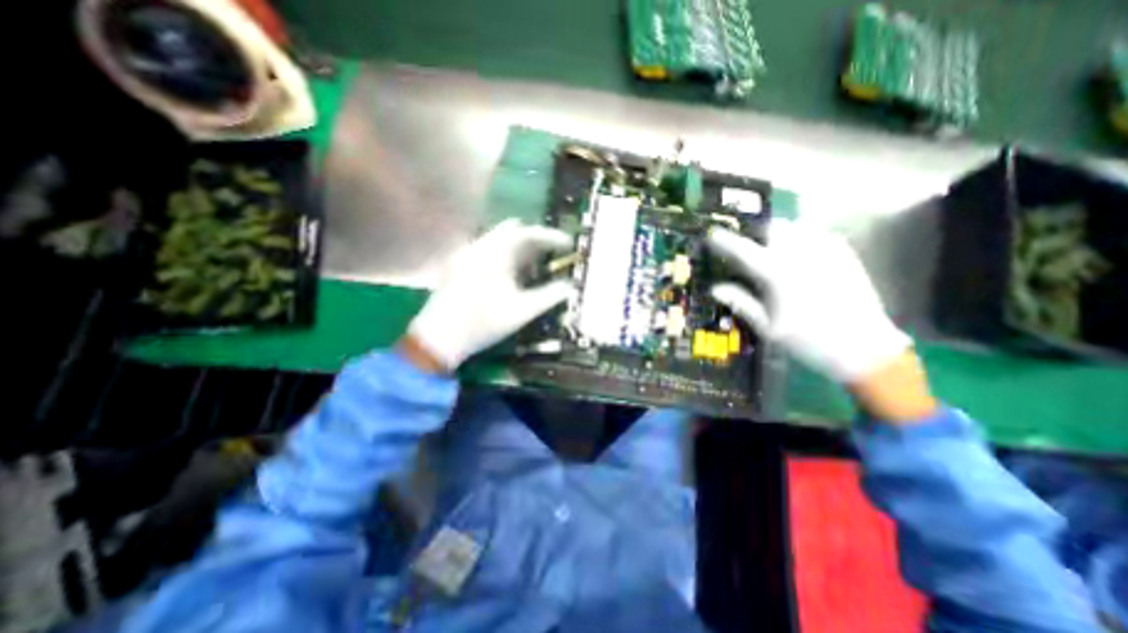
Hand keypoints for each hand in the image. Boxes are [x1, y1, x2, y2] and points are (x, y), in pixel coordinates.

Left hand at [402, 221, 572, 369]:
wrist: (439, 338)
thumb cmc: (483, 323)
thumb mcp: (522, 311)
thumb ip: (550, 296)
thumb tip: (570, 286)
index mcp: (495, 253)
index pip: (529, 233)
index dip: (551, 237)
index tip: (569, 245)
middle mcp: (480, 246)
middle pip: (514, 232)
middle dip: (536, 241)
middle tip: (554, 254)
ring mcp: (468, 254)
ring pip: (501, 240)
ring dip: (522, 249)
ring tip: (538, 265)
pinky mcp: (462, 264)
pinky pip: (491, 250)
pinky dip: (508, 255)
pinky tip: (515, 274)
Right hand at [712, 221, 914, 383]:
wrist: (865, 349)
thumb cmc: (809, 341)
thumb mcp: (767, 327)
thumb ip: (741, 302)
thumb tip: (715, 288)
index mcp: (778, 274)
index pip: (743, 250)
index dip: (724, 241)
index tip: (711, 235)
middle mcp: (801, 254)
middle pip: (771, 228)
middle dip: (754, 232)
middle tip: (746, 246)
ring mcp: (826, 251)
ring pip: (794, 227)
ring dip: (776, 234)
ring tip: (770, 250)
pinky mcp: (844, 253)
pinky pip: (814, 234)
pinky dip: (798, 238)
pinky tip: (797, 257)